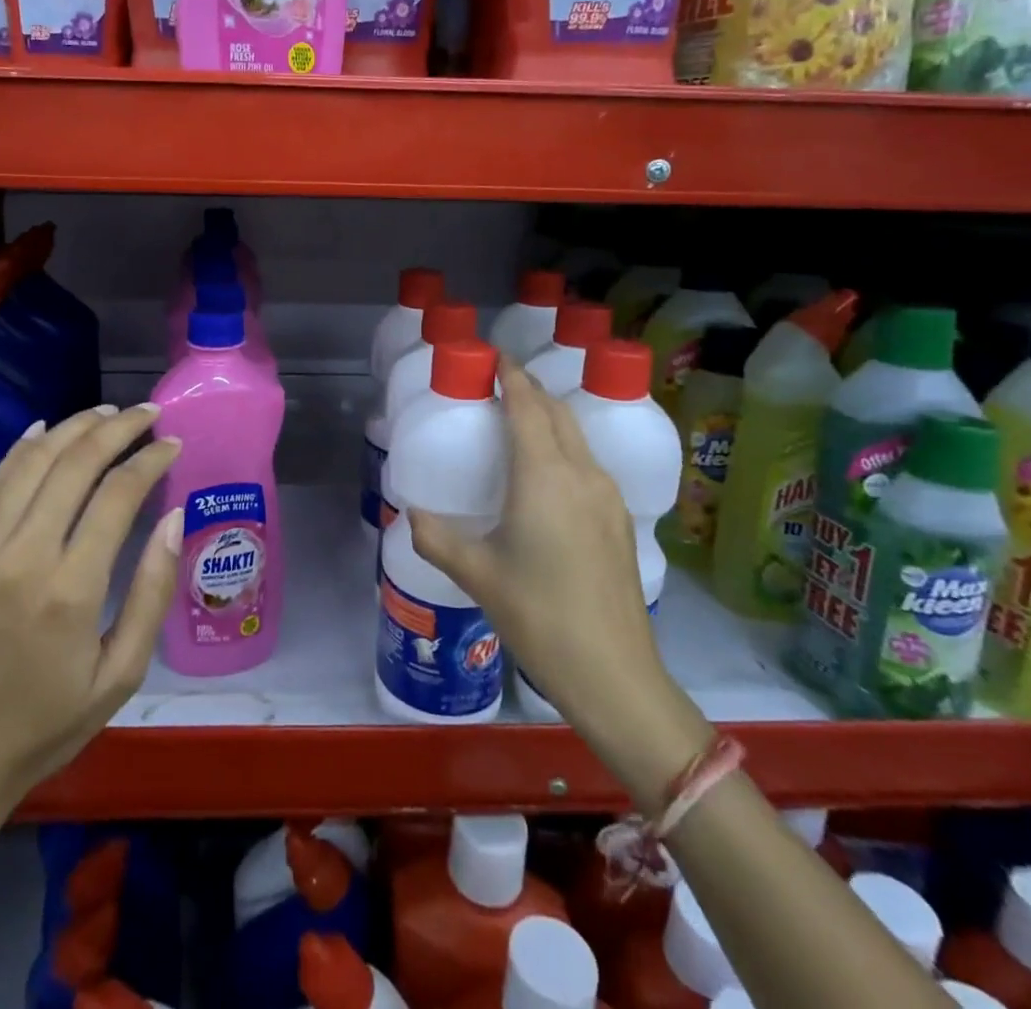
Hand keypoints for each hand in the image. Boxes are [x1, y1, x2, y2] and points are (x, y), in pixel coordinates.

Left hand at [0, 404, 183, 812]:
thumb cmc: (45, 726)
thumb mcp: (120, 676)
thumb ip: (151, 592)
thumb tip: (173, 519)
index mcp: (69, 591)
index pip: (117, 495)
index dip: (150, 460)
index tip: (173, 444)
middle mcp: (21, 556)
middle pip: (74, 464)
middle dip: (117, 428)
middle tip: (147, 412)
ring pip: (30, 462)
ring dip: (72, 428)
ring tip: (106, 413)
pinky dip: (22, 450)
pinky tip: (46, 431)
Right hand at [411, 362, 698, 776]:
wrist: (614, 673)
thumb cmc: (538, 616)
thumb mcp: (477, 574)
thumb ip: (436, 537)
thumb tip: (411, 513)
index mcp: (544, 476)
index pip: (527, 405)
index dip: (510, 375)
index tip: (491, 357)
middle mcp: (581, 473)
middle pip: (556, 412)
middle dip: (529, 390)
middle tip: (498, 384)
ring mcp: (607, 496)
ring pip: (576, 436)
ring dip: (549, 418)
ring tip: (519, 423)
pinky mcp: (620, 519)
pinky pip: (588, 463)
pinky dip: (564, 448)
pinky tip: (548, 474)